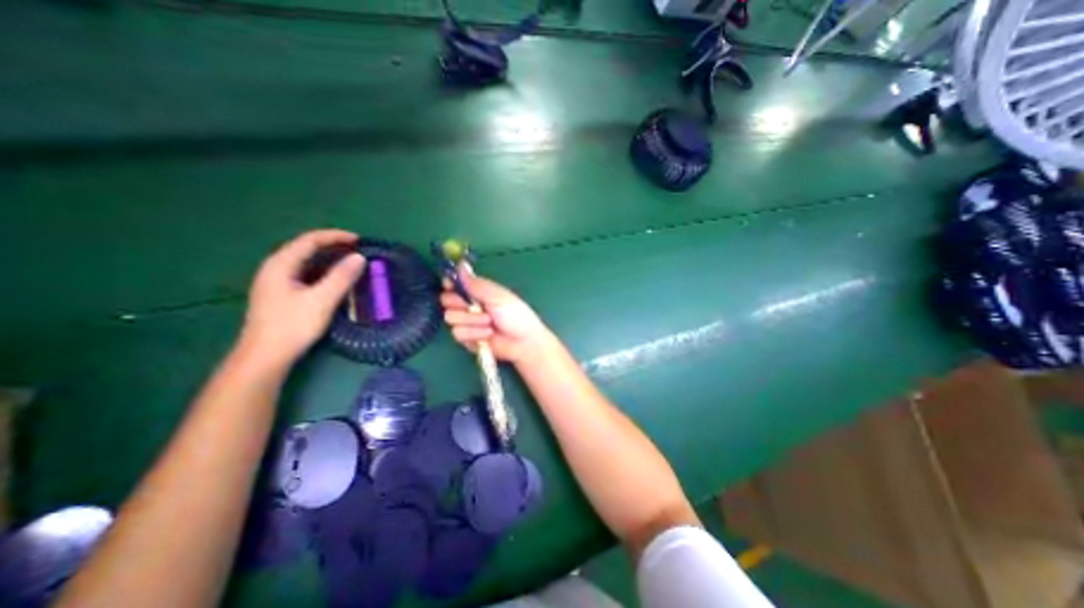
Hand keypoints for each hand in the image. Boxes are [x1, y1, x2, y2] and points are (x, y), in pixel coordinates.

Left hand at [239, 231, 363, 368]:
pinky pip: (306, 274)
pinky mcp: (282, 295)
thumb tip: (359, 257)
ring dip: (329, 258)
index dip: (335, 236)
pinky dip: (324, 271)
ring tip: (351, 261)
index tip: (359, 240)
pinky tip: (335, 279)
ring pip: (306, 262)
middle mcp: (275, 268)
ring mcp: (276, 282)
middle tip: (357, 249)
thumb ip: (341, 277)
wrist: (265, 356)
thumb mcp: (322, 300)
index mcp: (281, 265)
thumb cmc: (292, 326)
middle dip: (332, 245)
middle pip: (305, 248)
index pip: (309, 240)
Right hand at [440, 269, 552, 362]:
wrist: (522, 341)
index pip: (454, 284)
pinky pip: (457, 333)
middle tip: (473, 306)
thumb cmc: (515, 315)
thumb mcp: (497, 296)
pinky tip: (488, 333)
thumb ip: (476, 284)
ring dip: (471, 320)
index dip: (449, 284)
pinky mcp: (466, 338)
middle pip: (446, 300)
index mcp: (477, 291)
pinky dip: (473, 332)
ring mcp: (466, 322)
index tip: (451, 285)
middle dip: (459, 303)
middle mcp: (468, 305)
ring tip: (489, 322)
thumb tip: (460, 264)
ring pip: (450, 317)